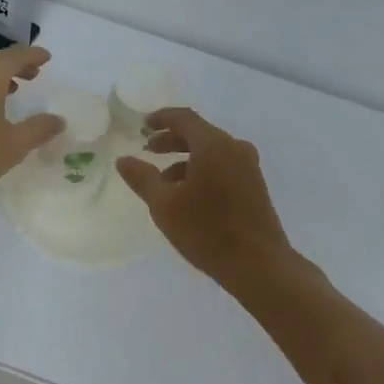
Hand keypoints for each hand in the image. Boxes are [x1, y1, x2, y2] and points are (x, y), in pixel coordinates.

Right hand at [117, 108, 294, 293]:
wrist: (259, 265)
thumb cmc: (207, 231)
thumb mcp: (164, 205)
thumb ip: (142, 178)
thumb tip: (123, 159)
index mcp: (213, 145)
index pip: (183, 118)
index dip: (161, 118)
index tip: (142, 125)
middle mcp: (234, 148)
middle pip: (198, 133)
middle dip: (171, 139)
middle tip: (149, 150)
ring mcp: (248, 166)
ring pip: (211, 150)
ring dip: (185, 158)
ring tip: (163, 179)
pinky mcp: (254, 184)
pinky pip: (223, 164)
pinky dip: (202, 169)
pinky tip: (188, 194)